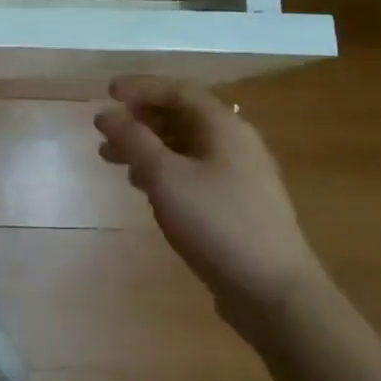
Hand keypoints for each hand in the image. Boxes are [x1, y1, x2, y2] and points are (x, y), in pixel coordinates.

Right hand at [94, 76, 322, 339]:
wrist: (275, 293)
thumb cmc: (218, 224)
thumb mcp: (166, 177)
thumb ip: (134, 140)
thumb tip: (106, 112)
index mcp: (224, 127)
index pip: (178, 91)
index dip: (141, 87)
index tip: (107, 91)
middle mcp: (236, 143)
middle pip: (182, 116)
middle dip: (140, 119)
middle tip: (106, 130)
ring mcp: (240, 175)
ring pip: (185, 146)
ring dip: (148, 146)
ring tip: (113, 160)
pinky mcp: (237, 204)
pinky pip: (194, 171)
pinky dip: (164, 170)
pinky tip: (144, 187)